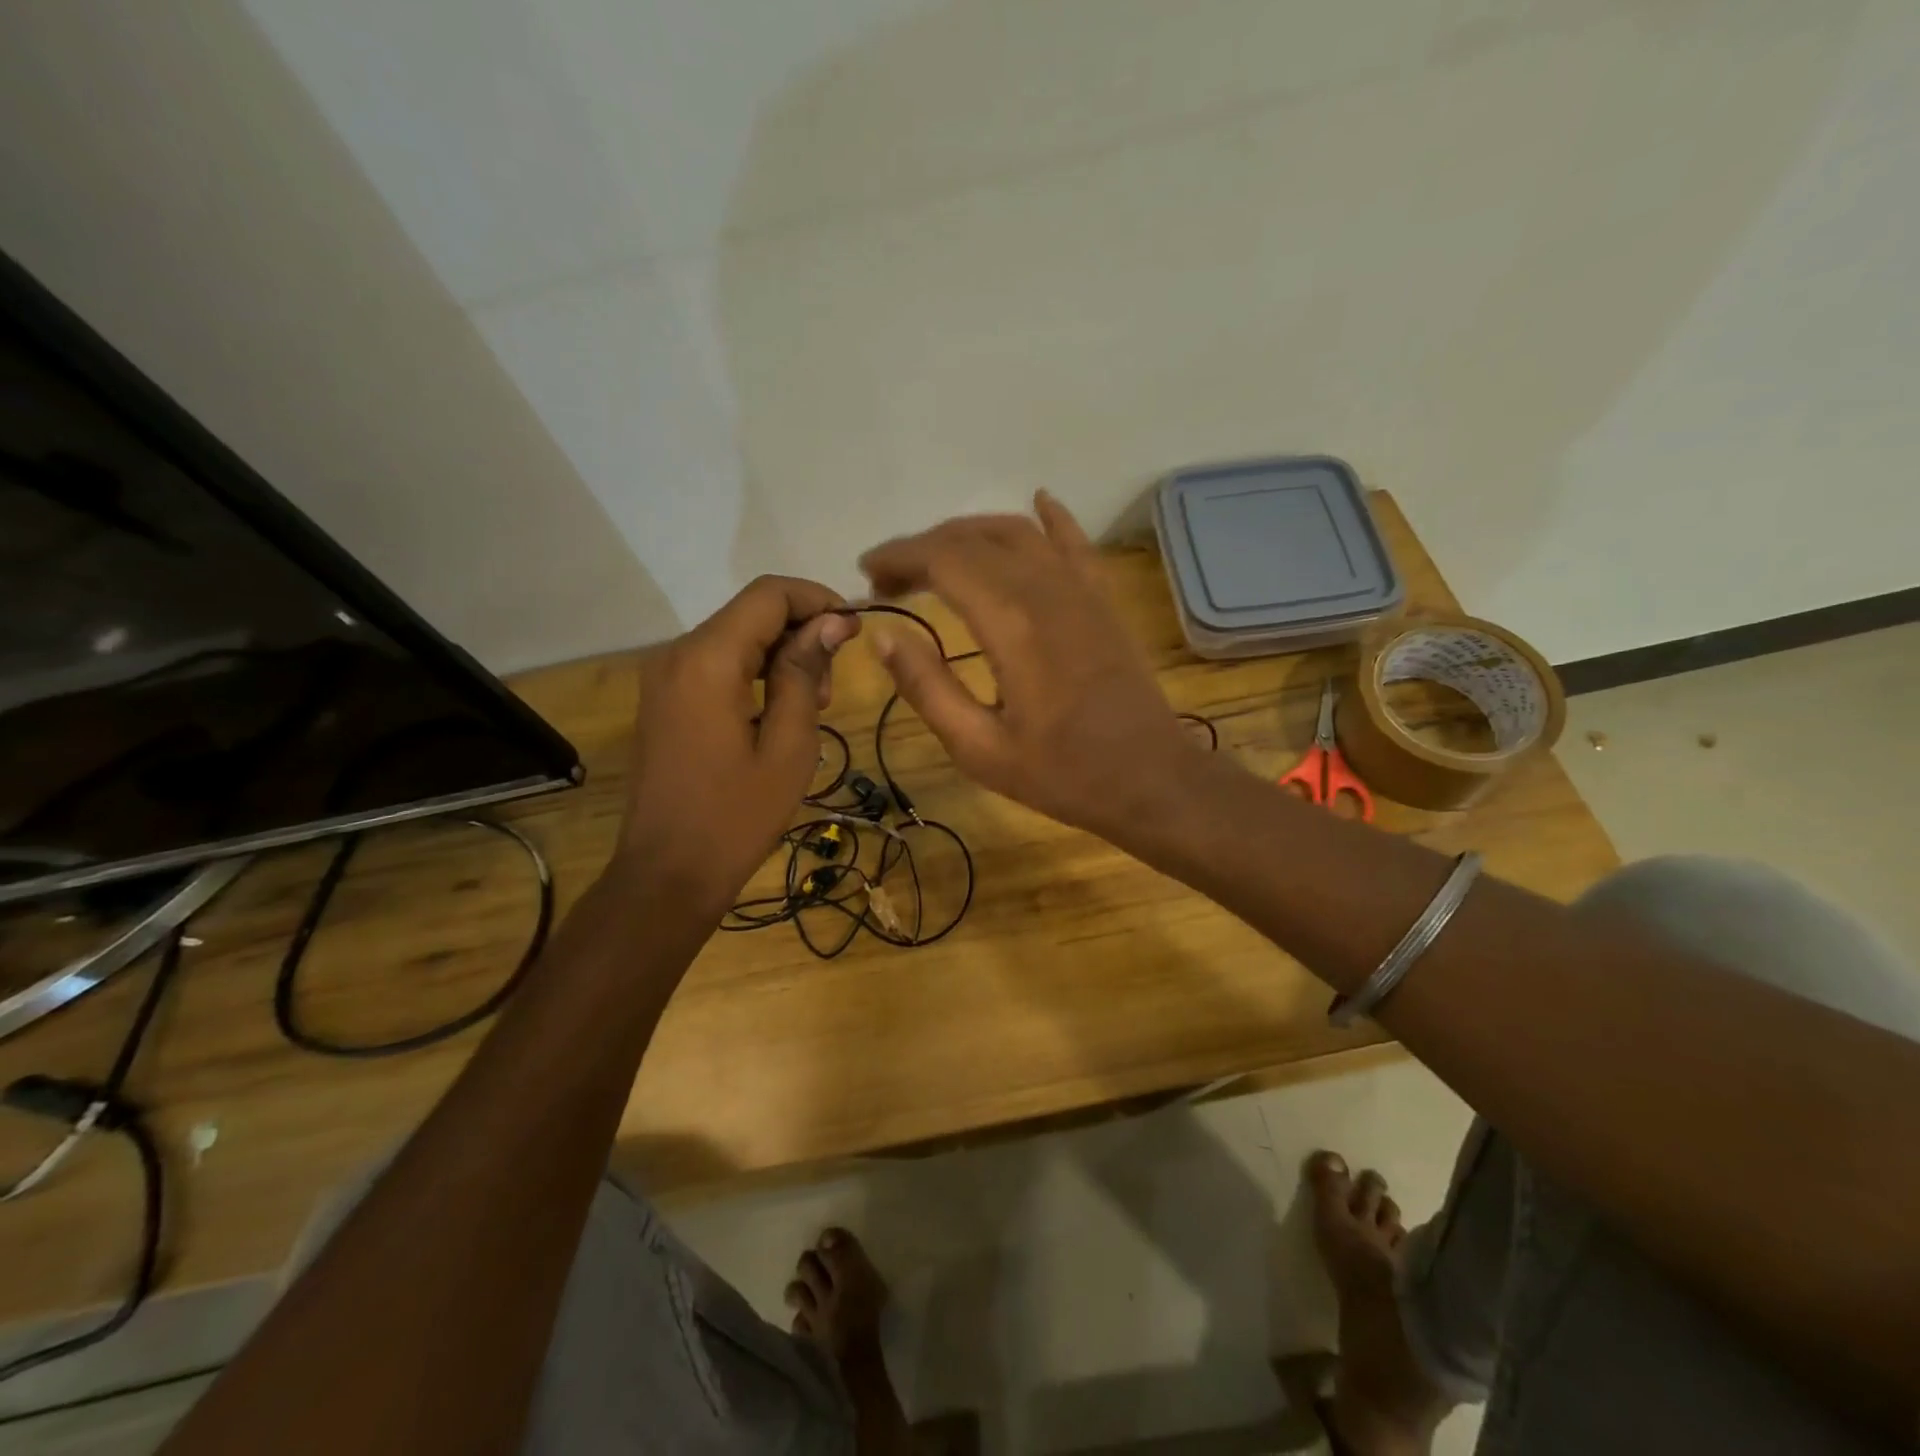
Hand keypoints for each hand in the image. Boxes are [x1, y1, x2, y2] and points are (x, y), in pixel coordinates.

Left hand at [615, 576, 858, 912]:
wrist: (667, 873)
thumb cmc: (737, 816)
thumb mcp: (789, 746)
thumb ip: (805, 673)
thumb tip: (832, 621)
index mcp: (708, 660)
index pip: (768, 594)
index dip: (818, 599)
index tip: (854, 630)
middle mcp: (678, 653)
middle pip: (751, 612)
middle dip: (801, 631)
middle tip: (832, 686)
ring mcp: (665, 676)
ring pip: (736, 637)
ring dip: (780, 654)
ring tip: (811, 705)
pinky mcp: (665, 698)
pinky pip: (717, 663)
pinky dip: (754, 672)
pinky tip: (778, 712)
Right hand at [858, 492, 1200, 840]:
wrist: (1150, 780)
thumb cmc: (1062, 774)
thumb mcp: (979, 747)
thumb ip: (928, 688)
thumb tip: (884, 636)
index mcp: (1012, 623)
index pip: (944, 560)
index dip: (899, 558)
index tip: (866, 575)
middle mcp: (1047, 589)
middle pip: (975, 539)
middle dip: (923, 548)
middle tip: (889, 579)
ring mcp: (1082, 589)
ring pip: (1019, 532)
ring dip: (970, 533)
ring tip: (935, 558)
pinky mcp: (1104, 599)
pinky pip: (1075, 542)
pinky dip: (1051, 519)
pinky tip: (1038, 501)